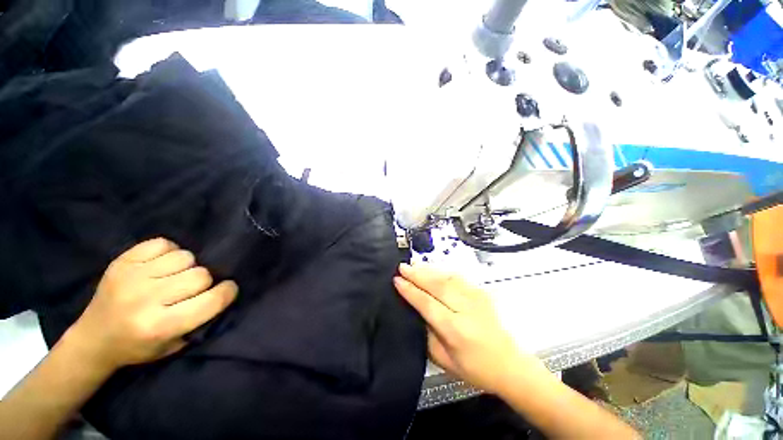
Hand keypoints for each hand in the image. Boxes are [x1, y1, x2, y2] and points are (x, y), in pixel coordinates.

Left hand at [64, 238, 237, 372]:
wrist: (93, 338)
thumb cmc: (138, 347)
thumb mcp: (174, 345)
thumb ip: (200, 320)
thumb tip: (221, 292)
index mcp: (160, 326)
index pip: (213, 300)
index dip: (228, 292)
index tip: (228, 290)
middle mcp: (146, 300)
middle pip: (200, 275)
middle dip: (204, 281)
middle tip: (193, 289)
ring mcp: (131, 277)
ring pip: (185, 257)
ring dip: (187, 266)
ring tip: (175, 276)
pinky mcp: (122, 262)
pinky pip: (162, 243)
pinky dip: (169, 251)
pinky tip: (162, 264)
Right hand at [394, 263, 543, 394]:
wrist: (511, 365)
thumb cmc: (476, 369)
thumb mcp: (444, 360)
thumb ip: (427, 333)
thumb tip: (415, 310)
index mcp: (455, 330)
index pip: (427, 303)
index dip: (410, 290)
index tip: (397, 280)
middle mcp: (466, 309)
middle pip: (437, 285)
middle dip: (417, 274)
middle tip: (402, 266)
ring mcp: (476, 298)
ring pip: (447, 277)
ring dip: (428, 269)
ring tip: (414, 265)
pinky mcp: (482, 293)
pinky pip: (458, 277)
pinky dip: (442, 271)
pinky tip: (433, 270)